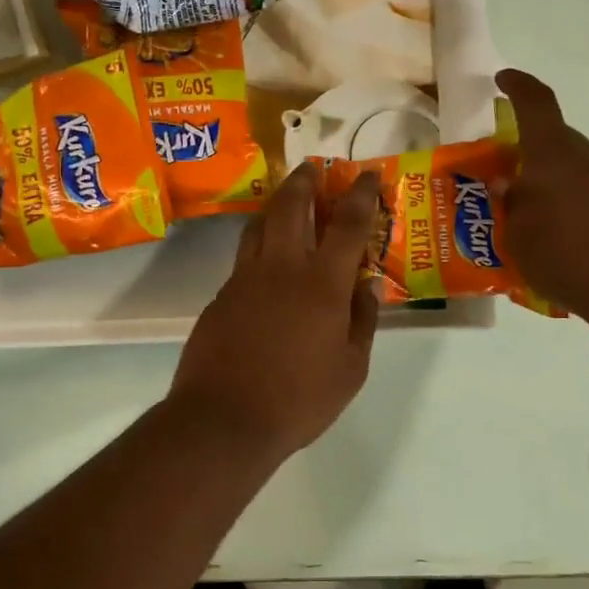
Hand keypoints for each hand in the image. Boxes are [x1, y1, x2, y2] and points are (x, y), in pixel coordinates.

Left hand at [169, 163, 381, 461]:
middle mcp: (281, 268)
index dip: (361, 194)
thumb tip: (367, 287)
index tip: (367, 174)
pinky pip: (244, 258)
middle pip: (290, 206)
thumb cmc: (299, 400)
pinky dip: (259, 246)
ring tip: (287, 203)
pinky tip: (266, 263)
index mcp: (321, 283)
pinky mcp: (220, 296)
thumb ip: (362, 321)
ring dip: (276, 206)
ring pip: (259, 225)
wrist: (224, 419)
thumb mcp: (350, 368)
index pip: (347, 224)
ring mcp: (244, 279)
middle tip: (313, 169)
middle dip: (304, 181)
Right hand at [493, 68, 588, 320]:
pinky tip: (556, 231)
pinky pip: (587, 187)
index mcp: (552, 153)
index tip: (501, 80)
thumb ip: (508, 203)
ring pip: (569, 165)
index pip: (535, 102)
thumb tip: (506, 184)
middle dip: (524, 153)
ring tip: (525, 213)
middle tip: (501, 178)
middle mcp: (585, 155)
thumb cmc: (565, 255)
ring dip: (546, 179)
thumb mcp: (516, 235)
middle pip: (550, 139)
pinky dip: (567, 198)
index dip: (516, 86)